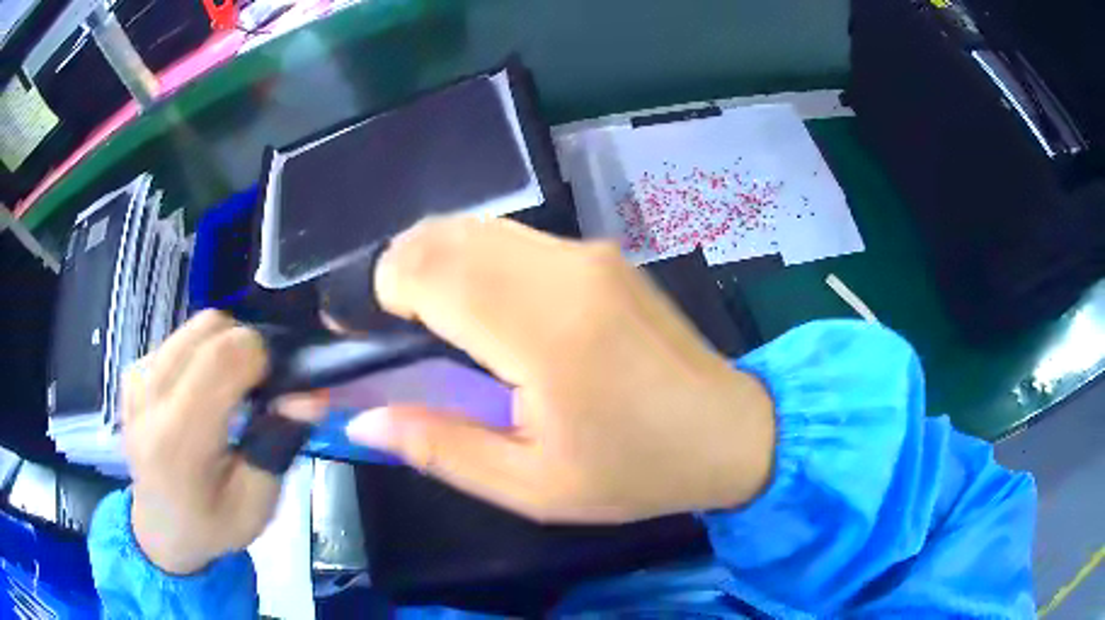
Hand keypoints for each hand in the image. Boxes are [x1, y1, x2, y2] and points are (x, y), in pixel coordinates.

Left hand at [122, 311, 319, 573]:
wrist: (160, 530)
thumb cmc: (212, 525)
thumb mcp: (257, 504)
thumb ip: (279, 445)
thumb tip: (310, 394)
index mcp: (178, 440)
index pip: (222, 358)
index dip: (263, 355)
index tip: (280, 384)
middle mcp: (149, 398)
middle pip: (210, 328)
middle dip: (246, 347)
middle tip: (260, 390)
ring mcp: (136, 381)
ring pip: (196, 327)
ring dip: (224, 349)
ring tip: (231, 393)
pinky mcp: (132, 374)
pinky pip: (179, 340)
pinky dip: (201, 355)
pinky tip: (200, 394)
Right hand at [345, 218, 774, 523]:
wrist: (727, 432)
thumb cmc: (635, 471)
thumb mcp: (531, 485)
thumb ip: (439, 446)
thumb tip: (361, 420)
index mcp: (545, 331)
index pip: (430, 270)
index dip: (378, 291)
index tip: (362, 334)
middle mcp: (564, 270)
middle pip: (445, 235)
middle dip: (396, 271)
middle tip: (386, 331)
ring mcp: (586, 252)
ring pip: (475, 227)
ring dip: (432, 260)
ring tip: (422, 320)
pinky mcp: (599, 253)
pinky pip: (510, 236)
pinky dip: (471, 257)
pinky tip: (475, 305)